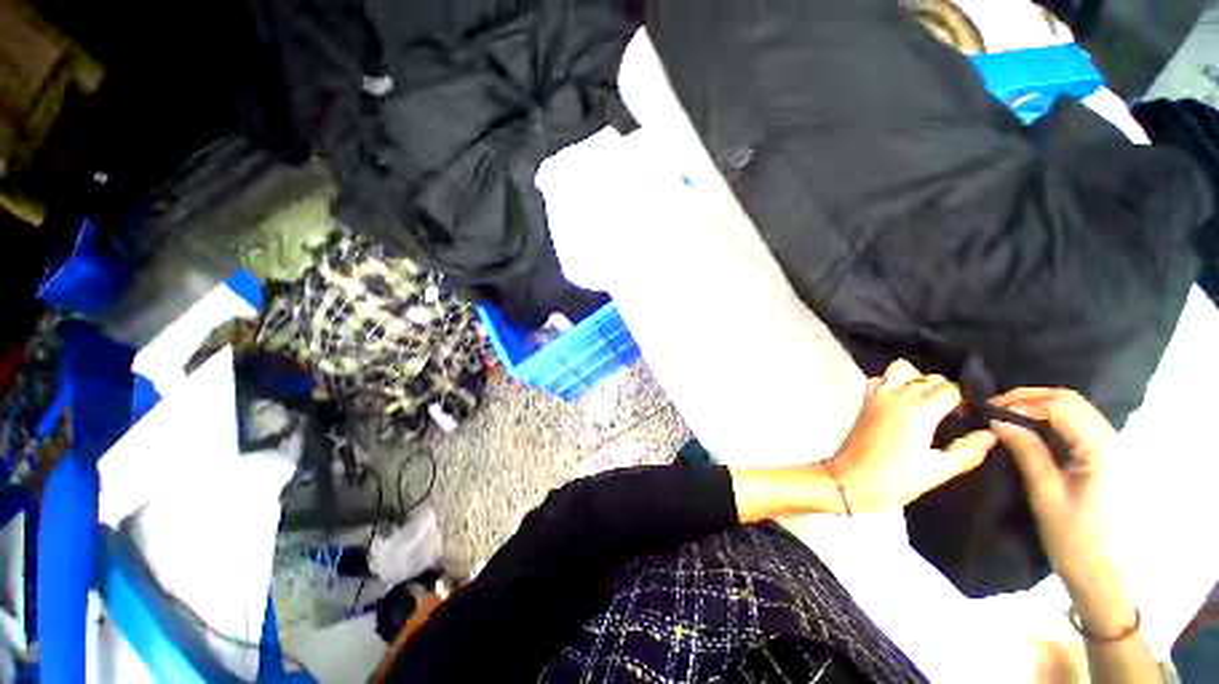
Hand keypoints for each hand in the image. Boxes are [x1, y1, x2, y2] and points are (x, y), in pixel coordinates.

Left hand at [830, 359, 997, 510]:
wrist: (849, 481)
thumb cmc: (894, 480)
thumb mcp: (937, 471)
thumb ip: (967, 451)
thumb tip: (991, 435)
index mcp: (917, 411)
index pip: (950, 390)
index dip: (965, 401)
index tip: (969, 418)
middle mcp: (896, 396)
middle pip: (929, 378)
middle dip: (945, 390)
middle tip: (952, 414)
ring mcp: (876, 396)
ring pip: (901, 369)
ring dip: (917, 379)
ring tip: (926, 402)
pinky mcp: (864, 401)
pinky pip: (879, 379)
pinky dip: (892, 382)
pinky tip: (901, 401)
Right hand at [988, 388, 1116, 585]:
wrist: (1101, 572)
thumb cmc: (1073, 536)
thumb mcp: (1045, 493)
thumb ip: (1026, 451)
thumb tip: (998, 420)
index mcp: (1100, 448)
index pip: (1060, 405)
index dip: (1022, 401)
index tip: (990, 410)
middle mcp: (1112, 439)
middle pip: (1070, 400)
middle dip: (1029, 398)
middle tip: (995, 409)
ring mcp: (1112, 447)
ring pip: (1074, 408)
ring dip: (1039, 406)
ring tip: (1008, 416)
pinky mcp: (1106, 456)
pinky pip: (1077, 423)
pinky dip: (1050, 419)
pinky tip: (1030, 429)